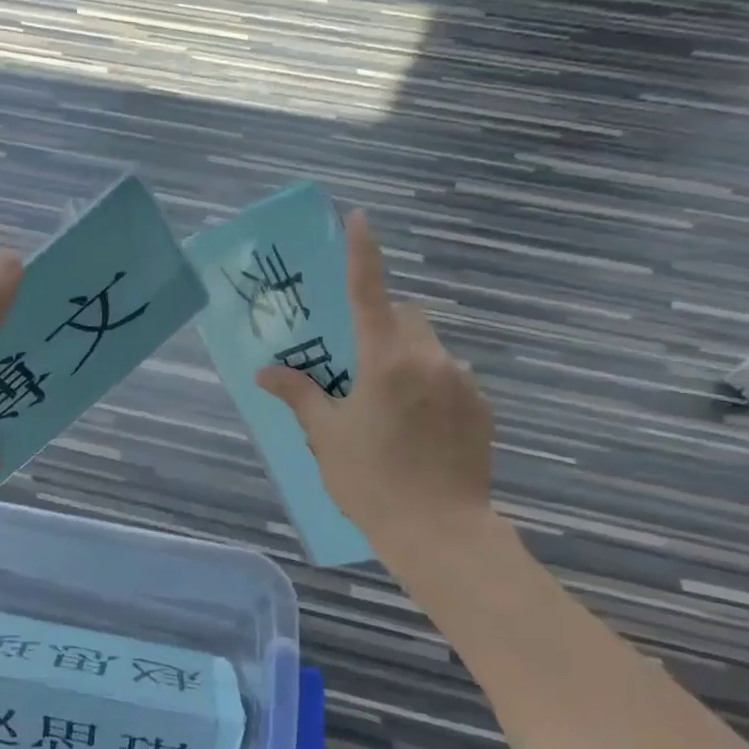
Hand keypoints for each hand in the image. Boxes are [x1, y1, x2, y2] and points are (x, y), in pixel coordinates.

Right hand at [256, 210, 496, 559]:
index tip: (360, 217)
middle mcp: (429, 358)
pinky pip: (452, 376)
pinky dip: (431, 384)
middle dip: (383, 325)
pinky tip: (420, 427)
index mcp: (385, 360)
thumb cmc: (370, 481)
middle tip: (360, 364)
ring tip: (391, 405)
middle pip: (406, 317)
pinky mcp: (482, 406)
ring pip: (430, 347)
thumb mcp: (326, 437)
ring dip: (408, 358)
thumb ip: (299, 395)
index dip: (363, 252)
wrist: (440, 532)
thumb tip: (265, 373)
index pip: (370, 292)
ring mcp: (462, 381)